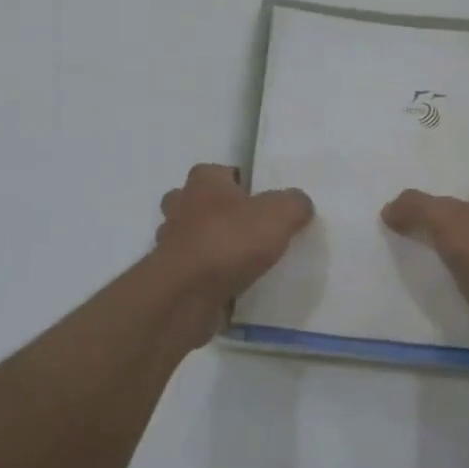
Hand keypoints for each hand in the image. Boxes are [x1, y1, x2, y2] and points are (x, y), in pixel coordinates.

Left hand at [154, 165, 313, 333]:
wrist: (186, 295)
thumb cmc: (230, 241)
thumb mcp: (280, 215)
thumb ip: (294, 203)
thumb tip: (299, 204)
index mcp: (204, 180)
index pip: (222, 172)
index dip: (241, 184)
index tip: (261, 203)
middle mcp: (181, 205)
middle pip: (200, 202)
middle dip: (220, 214)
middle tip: (250, 231)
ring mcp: (170, 242)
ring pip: (192, 237)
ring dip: (211, 246)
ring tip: (243, 263)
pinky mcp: (169, 276)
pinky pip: (192, 270)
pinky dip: (207, 277)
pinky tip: (231, 288)